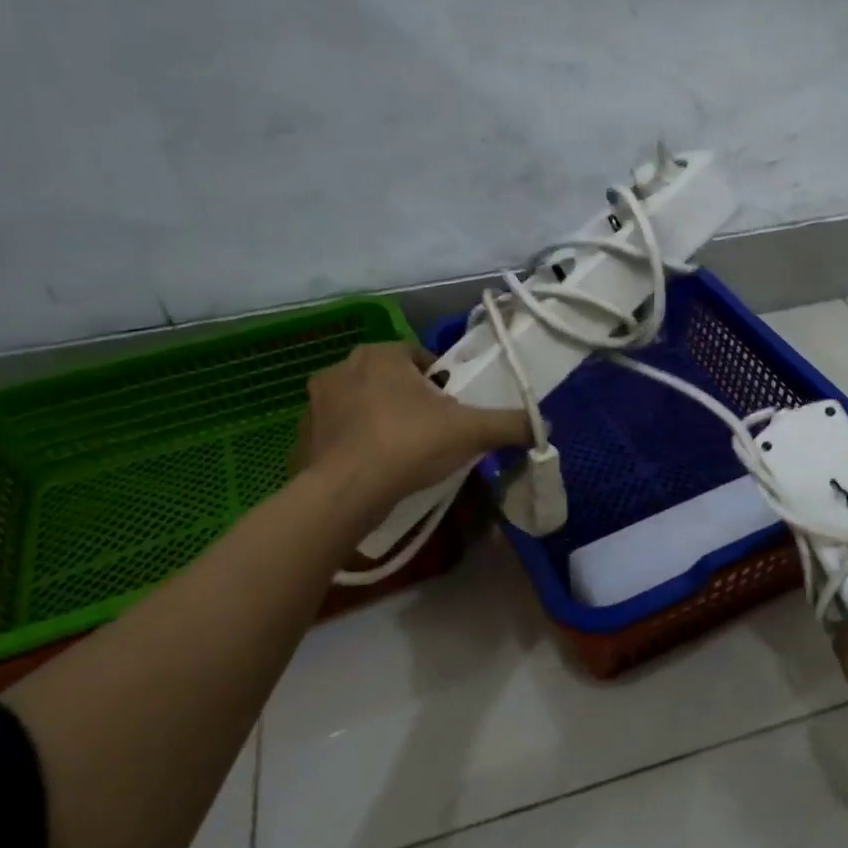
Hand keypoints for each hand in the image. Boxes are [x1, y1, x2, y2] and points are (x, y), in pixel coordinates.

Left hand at [291, 342, 532, 507]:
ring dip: (379, 421)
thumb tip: (545, 425)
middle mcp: (342, 368)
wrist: (346, 493)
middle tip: (430, 434)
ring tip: (400, 455)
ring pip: (361, 406)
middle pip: (389, 380)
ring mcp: (315, 403)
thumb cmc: (409, 444)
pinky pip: (337, 435)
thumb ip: (510, 423)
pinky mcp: (301, 437)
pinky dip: (353, 447)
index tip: (451, 412)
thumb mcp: (472, 431)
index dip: (440, 384)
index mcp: (381, 354)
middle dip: (409, 402)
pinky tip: (371, 472)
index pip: (419, 358)